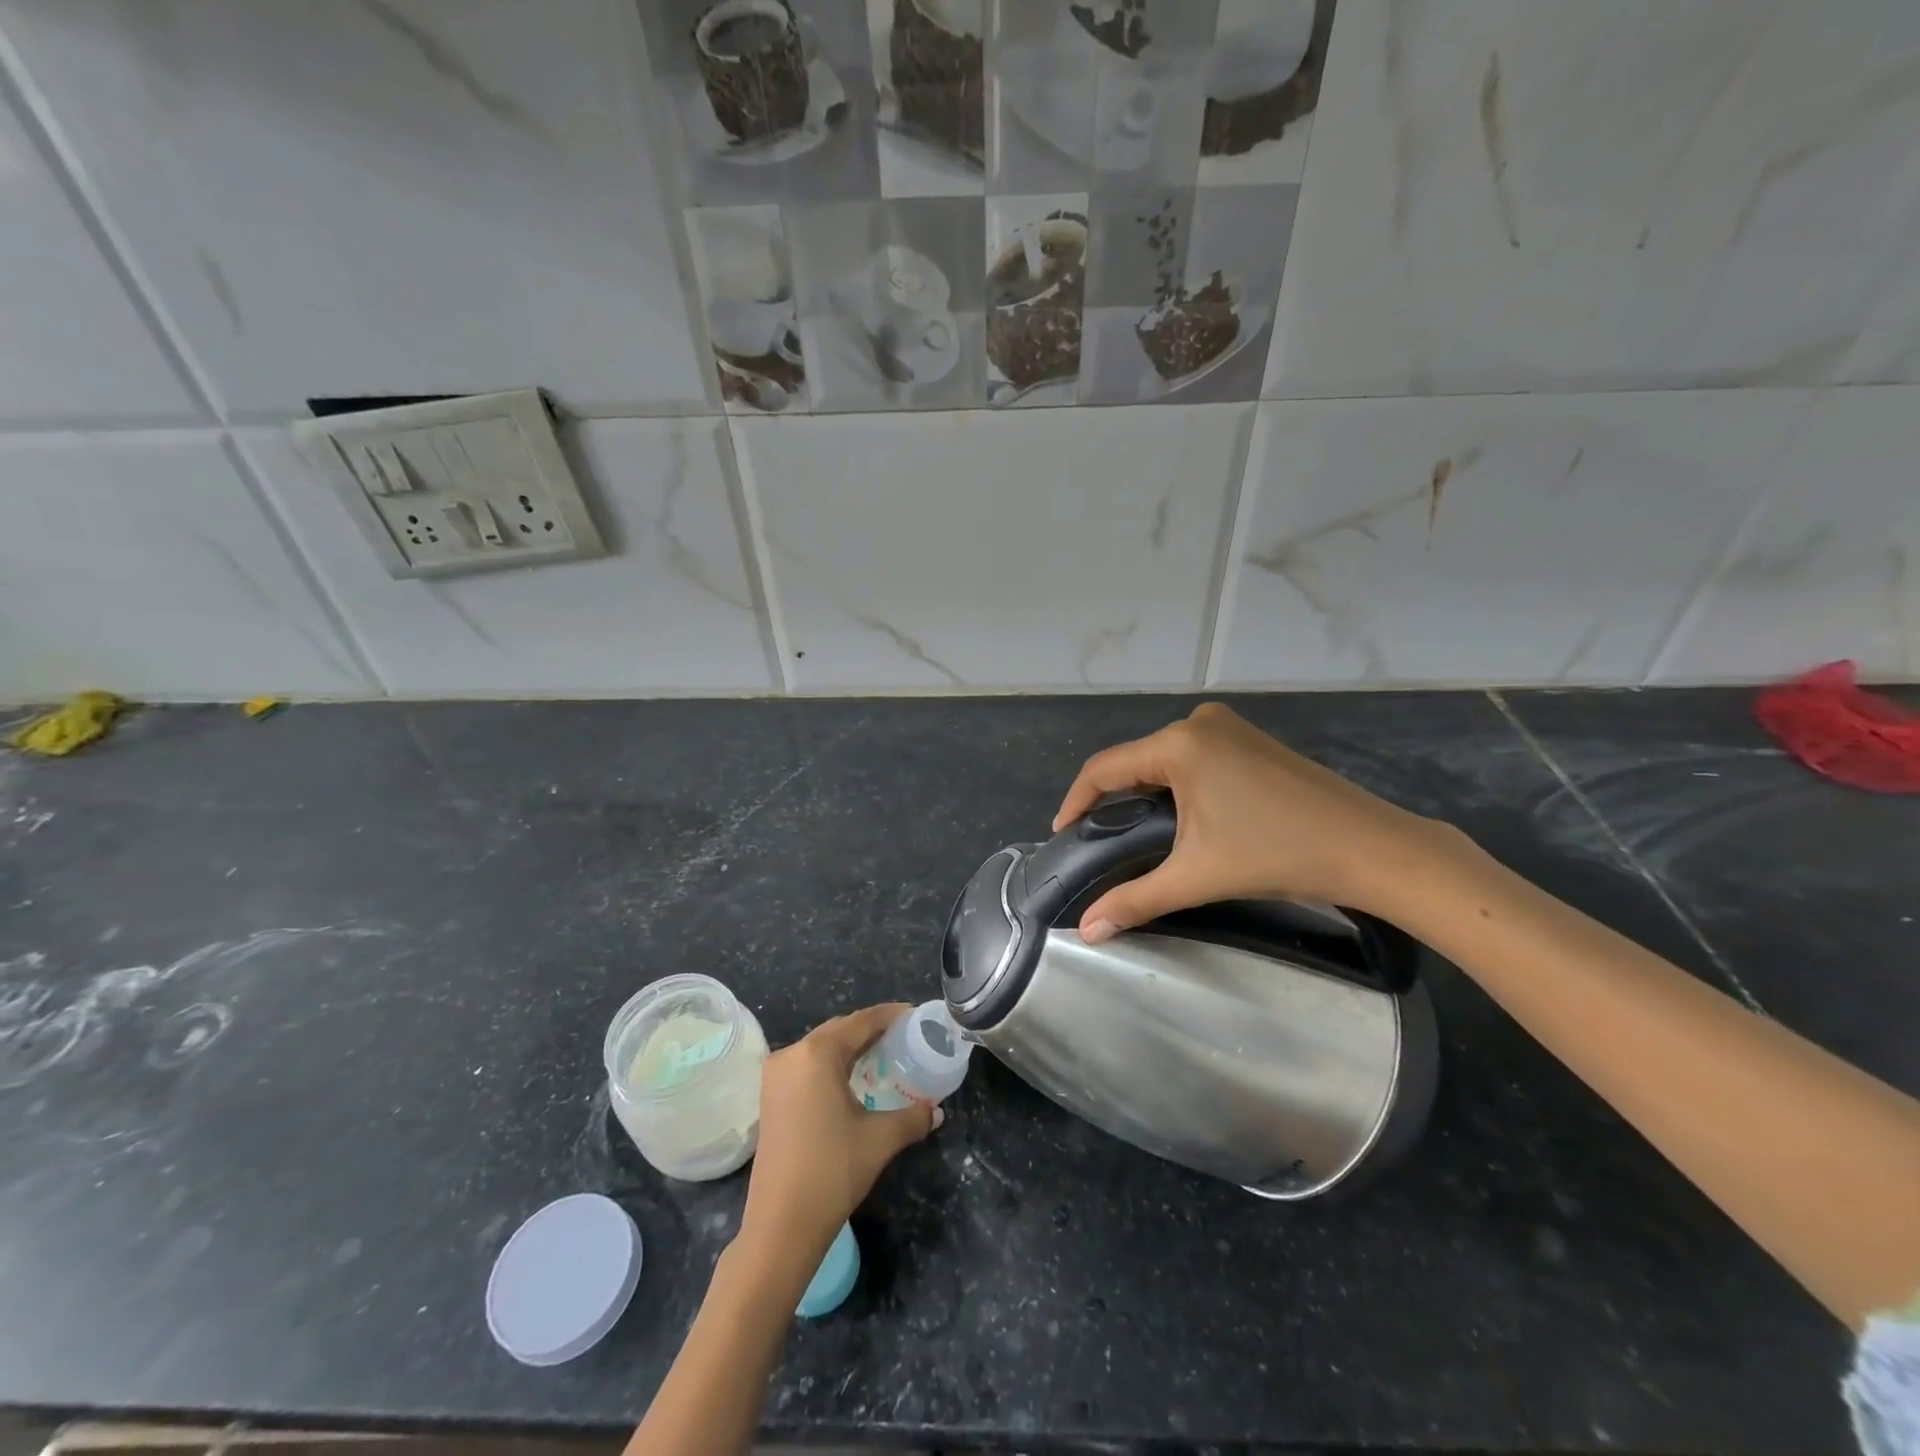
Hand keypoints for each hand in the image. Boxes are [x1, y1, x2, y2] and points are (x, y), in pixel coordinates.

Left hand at [740, 1005, 940, 1257]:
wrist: (780, 1226)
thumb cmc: (832, 1171)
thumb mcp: (880, 1140)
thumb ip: (912, 1117)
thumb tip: (936, 1111)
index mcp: (816, 1054)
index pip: (860, 1021)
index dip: (889, 1015)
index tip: (914, 1014)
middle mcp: (791, 1055)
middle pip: (839, 1030)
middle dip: (870, 1030)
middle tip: (903, 1035)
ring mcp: (775, 1076)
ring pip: (821, 1048)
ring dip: (850, 1048)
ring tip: (883, 1054)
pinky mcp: (770, 1098)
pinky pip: (807, 1066)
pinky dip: (832, 1065)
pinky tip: (853, 1078)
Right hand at [1052, 702, 1466, 940]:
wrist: (1371, 848)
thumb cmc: (1278, 854)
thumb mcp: (1197, 877)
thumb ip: (1134, 900)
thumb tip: (1085, 932)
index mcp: (1179, 743)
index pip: (1105, 768)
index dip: (1076, 801)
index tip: (1062, 833)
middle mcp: (1199, 722)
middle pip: (1135, 761)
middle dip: (1113, 800)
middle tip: (1099, 841)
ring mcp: (1229, 727)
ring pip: (1164, 759)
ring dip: (1145, 793)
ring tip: (1134, 833)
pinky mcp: (1251, 739)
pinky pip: (1193, 756)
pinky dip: (1176, 784)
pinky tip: (1181, 817)